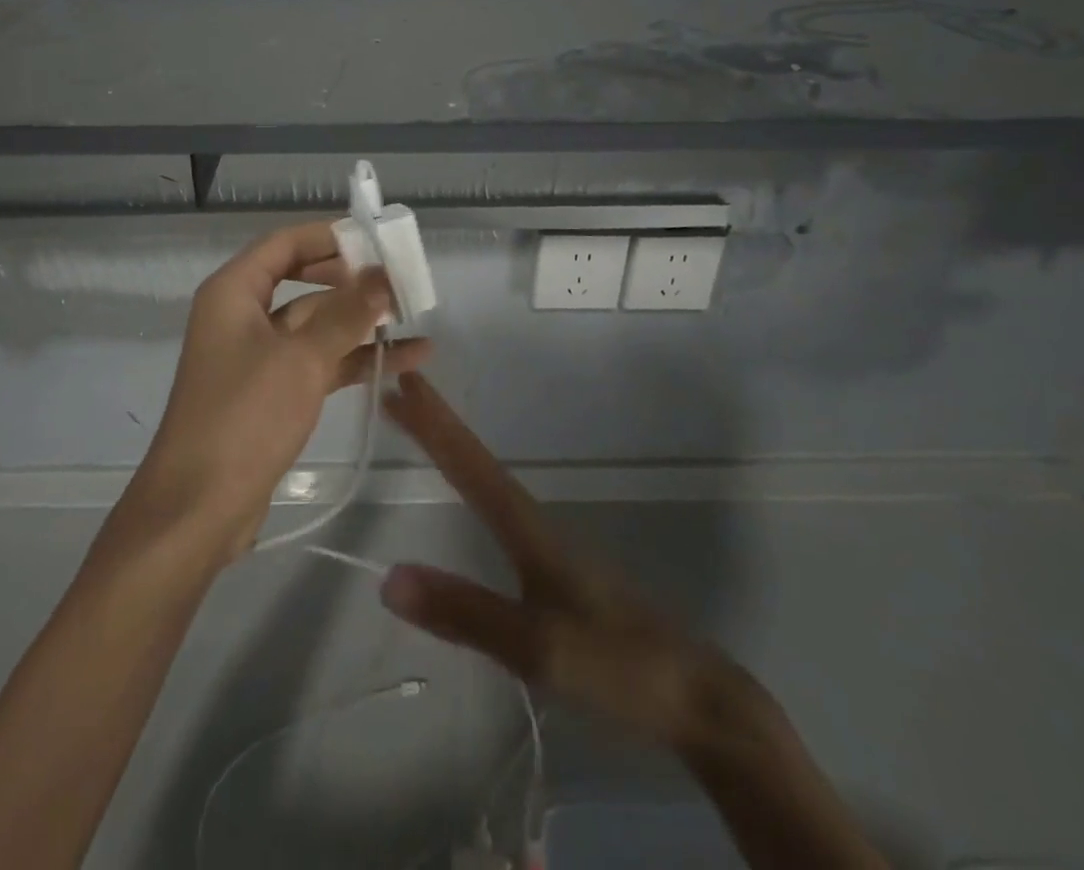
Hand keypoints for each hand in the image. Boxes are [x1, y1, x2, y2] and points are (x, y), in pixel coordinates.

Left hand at [133, 222, 431, 561]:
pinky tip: (406, 360)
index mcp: (234, 292)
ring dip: (362, 322)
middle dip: (352, 280)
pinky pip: (319, 361)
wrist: (200, 508)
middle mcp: (243, 316)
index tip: (376, 240)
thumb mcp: (302, 358)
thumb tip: (383, 274)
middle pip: (304, 281)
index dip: (329, 237)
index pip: (284, 244)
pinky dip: (356, 358)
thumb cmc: (245, 417)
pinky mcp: (273, 392)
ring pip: (317, 324)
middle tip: (400, 278)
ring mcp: (259, 356)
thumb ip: (346, 313)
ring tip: (415, 315)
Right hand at [377, 372, 768, 766]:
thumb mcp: (538, 647)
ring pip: (488, 480)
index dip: (435, 423)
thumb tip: (387, 576)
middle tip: (397, 393)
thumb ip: (466, 613)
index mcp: (528, 528)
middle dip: (436, 425)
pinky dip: (470, 482)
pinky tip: (469, 490)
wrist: (696, 700)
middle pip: (475, 461)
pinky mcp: (557, 572)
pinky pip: (499, 508)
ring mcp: (549, 547)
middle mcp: (535, 524)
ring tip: (420, 426)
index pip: (470, 463)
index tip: (402, 384)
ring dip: (450, 447)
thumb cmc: (618, 666)